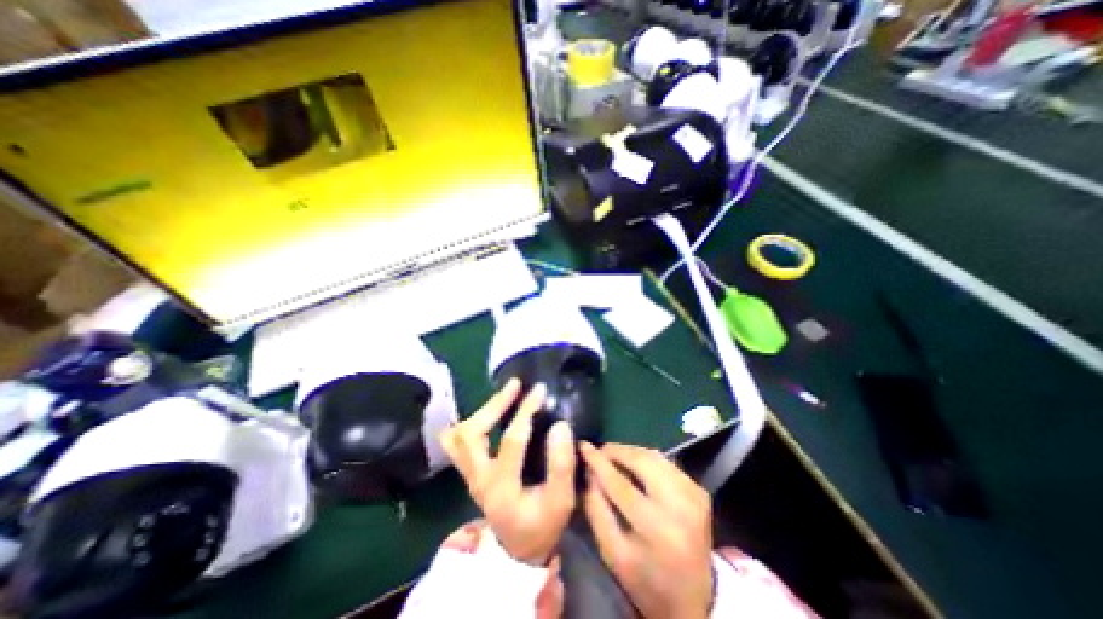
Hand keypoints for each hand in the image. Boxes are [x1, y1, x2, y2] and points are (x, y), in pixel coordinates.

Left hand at [441, 378, 577, 565]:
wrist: (519, 550)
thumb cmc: (543, 525)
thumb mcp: (561, 501)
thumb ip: (562, 464)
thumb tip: (560, 425)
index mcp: (502, 489)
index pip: (511, 441)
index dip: (525, 411)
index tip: (540, 390)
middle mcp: (478, 480)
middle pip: (472, 433)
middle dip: (495, 404)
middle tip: (516, 385)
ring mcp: (470, 476)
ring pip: (460, 436)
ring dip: (482, 411)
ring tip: (505, 395)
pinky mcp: (470, 472)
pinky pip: (457, 442)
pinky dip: (470, 422)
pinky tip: (488, 413)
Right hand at [581, 442, 711, 616]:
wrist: (693, 602)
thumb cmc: (645, 580)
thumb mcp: (611, 552)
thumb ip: (595, 508)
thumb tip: (590, 470)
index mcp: (657, 529)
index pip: (620, 483)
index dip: (598, 462)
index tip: (583, 446)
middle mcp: (680, 506)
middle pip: (642, 461)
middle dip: (617, 451)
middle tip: (600, 452)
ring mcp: (694, 495)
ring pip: (655, 456)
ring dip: (631, 453)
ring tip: (615, 458)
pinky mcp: (700, 491)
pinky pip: (666, 463)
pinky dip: (647, 460)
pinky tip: (636, 468)